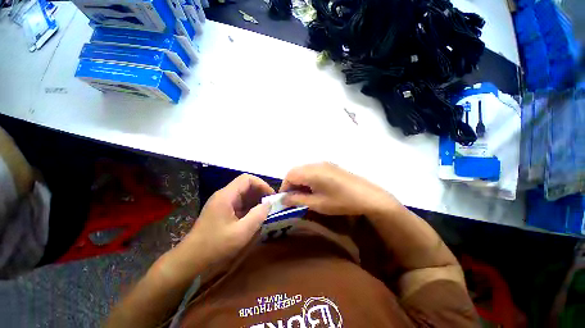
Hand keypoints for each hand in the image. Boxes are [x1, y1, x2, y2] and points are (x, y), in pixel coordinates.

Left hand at [182, 174, 274, 263]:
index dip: (262, 184)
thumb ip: (258, 216)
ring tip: (267, 211)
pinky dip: (250, 208)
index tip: (271, 196)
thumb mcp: (241, 233)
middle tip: (272, 205)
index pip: (247, 179)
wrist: (190, 261)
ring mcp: (223, 204)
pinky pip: (240, 205)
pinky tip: (256, 218)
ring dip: (256, 201)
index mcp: (226, 196)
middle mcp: (224, 196)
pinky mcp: (223, 212)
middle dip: (260, 193)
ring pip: (244, 195)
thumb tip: (269, 204)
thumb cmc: (215, 247)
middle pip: (246, 186)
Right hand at [280, 162, 397, 215]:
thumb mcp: (317, 204)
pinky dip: (308, 178)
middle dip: (291, 183)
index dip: (285, 187)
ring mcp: (324, 163)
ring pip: (304, 169)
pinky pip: (313, 169)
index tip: (285, 199)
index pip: (290, 175)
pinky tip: (315, 188)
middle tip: (294, 197)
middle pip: (296, 170)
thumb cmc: (341, 201)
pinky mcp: (331, 166)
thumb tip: (283, 199)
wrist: (368, 196)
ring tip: (304, 194)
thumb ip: (297, 199)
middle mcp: (316, 164)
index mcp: (312, 172)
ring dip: (300, 180)